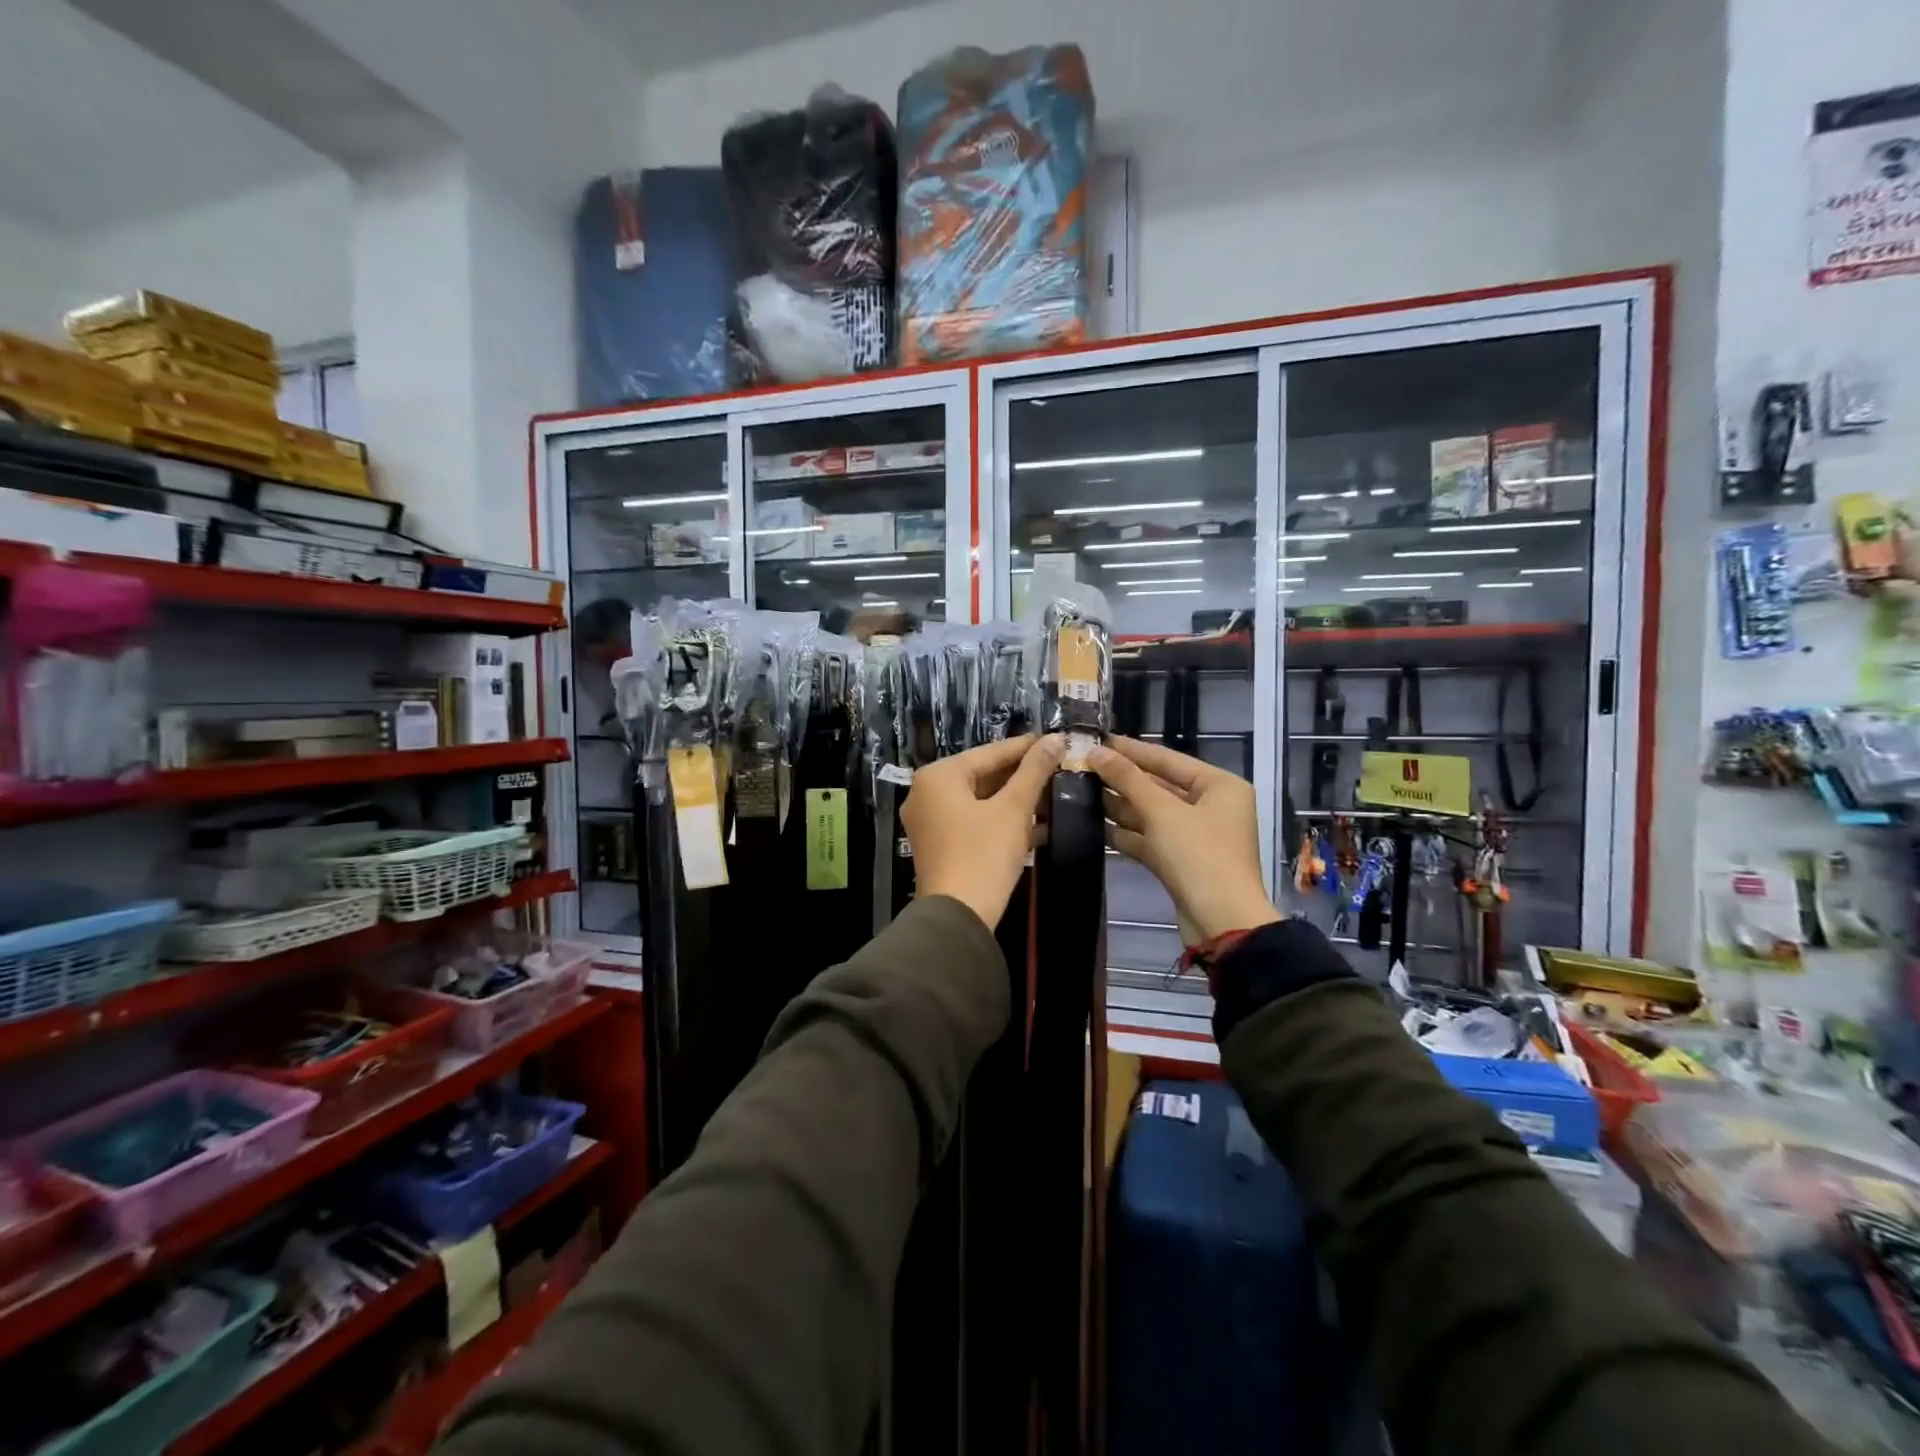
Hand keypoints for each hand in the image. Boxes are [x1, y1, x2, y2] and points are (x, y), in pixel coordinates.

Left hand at [903, 734, 1063, 928]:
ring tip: (1053, 793)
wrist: (958, 917)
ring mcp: (929, 821)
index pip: (990, 752)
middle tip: (1058, 768)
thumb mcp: (1014, 809)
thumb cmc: (984, 854)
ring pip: (979, 800)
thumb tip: (1055, 738)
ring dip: (1015, 800)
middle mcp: (926, 793)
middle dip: (1021, 776)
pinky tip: (1038, 825)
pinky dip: (1001, 821)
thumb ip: (1034, 771)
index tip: (1057, 741)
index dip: (1027, 747)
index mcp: (938, 776)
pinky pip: (973, 821)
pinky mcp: (939, 846)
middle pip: (982, 775)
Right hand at [1088, 736, 1280, 943]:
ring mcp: (1197, 836)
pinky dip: (1127, 833)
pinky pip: (1150, 838)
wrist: (1221, 923)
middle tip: (1082, 765)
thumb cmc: (1199, 856)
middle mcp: (1212, 806)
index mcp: (1220, 786)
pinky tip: (1094, 825)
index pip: (1168, 759)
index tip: (1098, 739)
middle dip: (1122, 779)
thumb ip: (1128, 778)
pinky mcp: (1182, 861)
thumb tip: (1096, 751)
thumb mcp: (1161, 812)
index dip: (1131, 749)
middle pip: (1159, 785)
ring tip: (1080, 791)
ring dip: (1120, 805)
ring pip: (1152, 813)